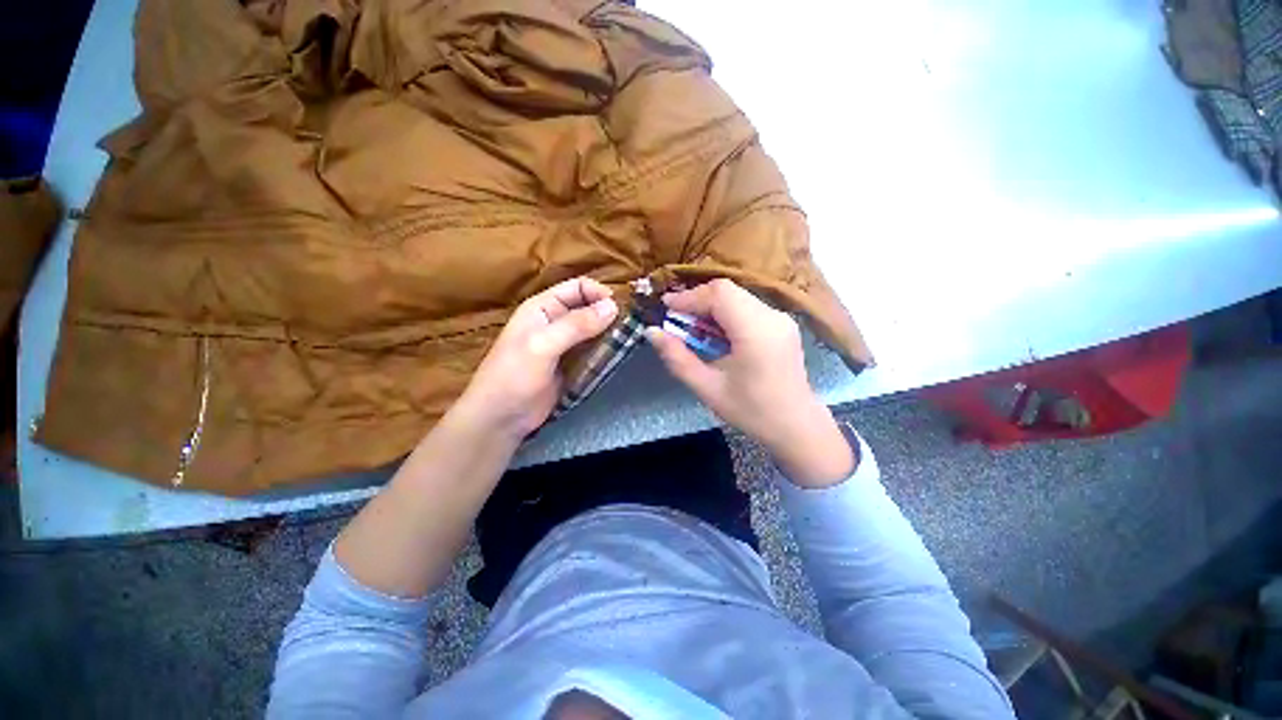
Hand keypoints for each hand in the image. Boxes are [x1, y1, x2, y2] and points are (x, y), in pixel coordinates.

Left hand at [451, 277, 617, 441]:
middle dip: (608, 314)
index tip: (620, 308)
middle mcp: (555, 322)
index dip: (599, 293)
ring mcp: (565, 345)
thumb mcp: (543, 345)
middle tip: (630, 326)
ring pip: (594, 330)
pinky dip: (606, 351)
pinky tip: (619, 355)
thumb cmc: (514, 376)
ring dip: (610, 333)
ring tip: (629, 340)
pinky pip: (594, 351)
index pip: (577, 287)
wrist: (501, 419)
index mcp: (542, 308)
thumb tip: (613, 306)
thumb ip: (577, 324)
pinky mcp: (572, 365)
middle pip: (589, 308)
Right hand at [646, 279, 854, 486]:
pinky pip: (748, 307)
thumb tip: (652, 332)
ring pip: (738, 297)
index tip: (665, 307)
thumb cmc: (751, 411)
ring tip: (693, 328)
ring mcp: (781, 318)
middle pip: (728, 291)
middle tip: (676, 319)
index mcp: (756, 332)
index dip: (689, 297)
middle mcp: (772, 316)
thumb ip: (677, 358)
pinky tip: (716, 334)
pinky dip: (726, 314)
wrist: (796, 426)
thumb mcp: (707, 388)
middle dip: (697, 300)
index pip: (719, 294)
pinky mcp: (782, 324)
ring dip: (711, 307)